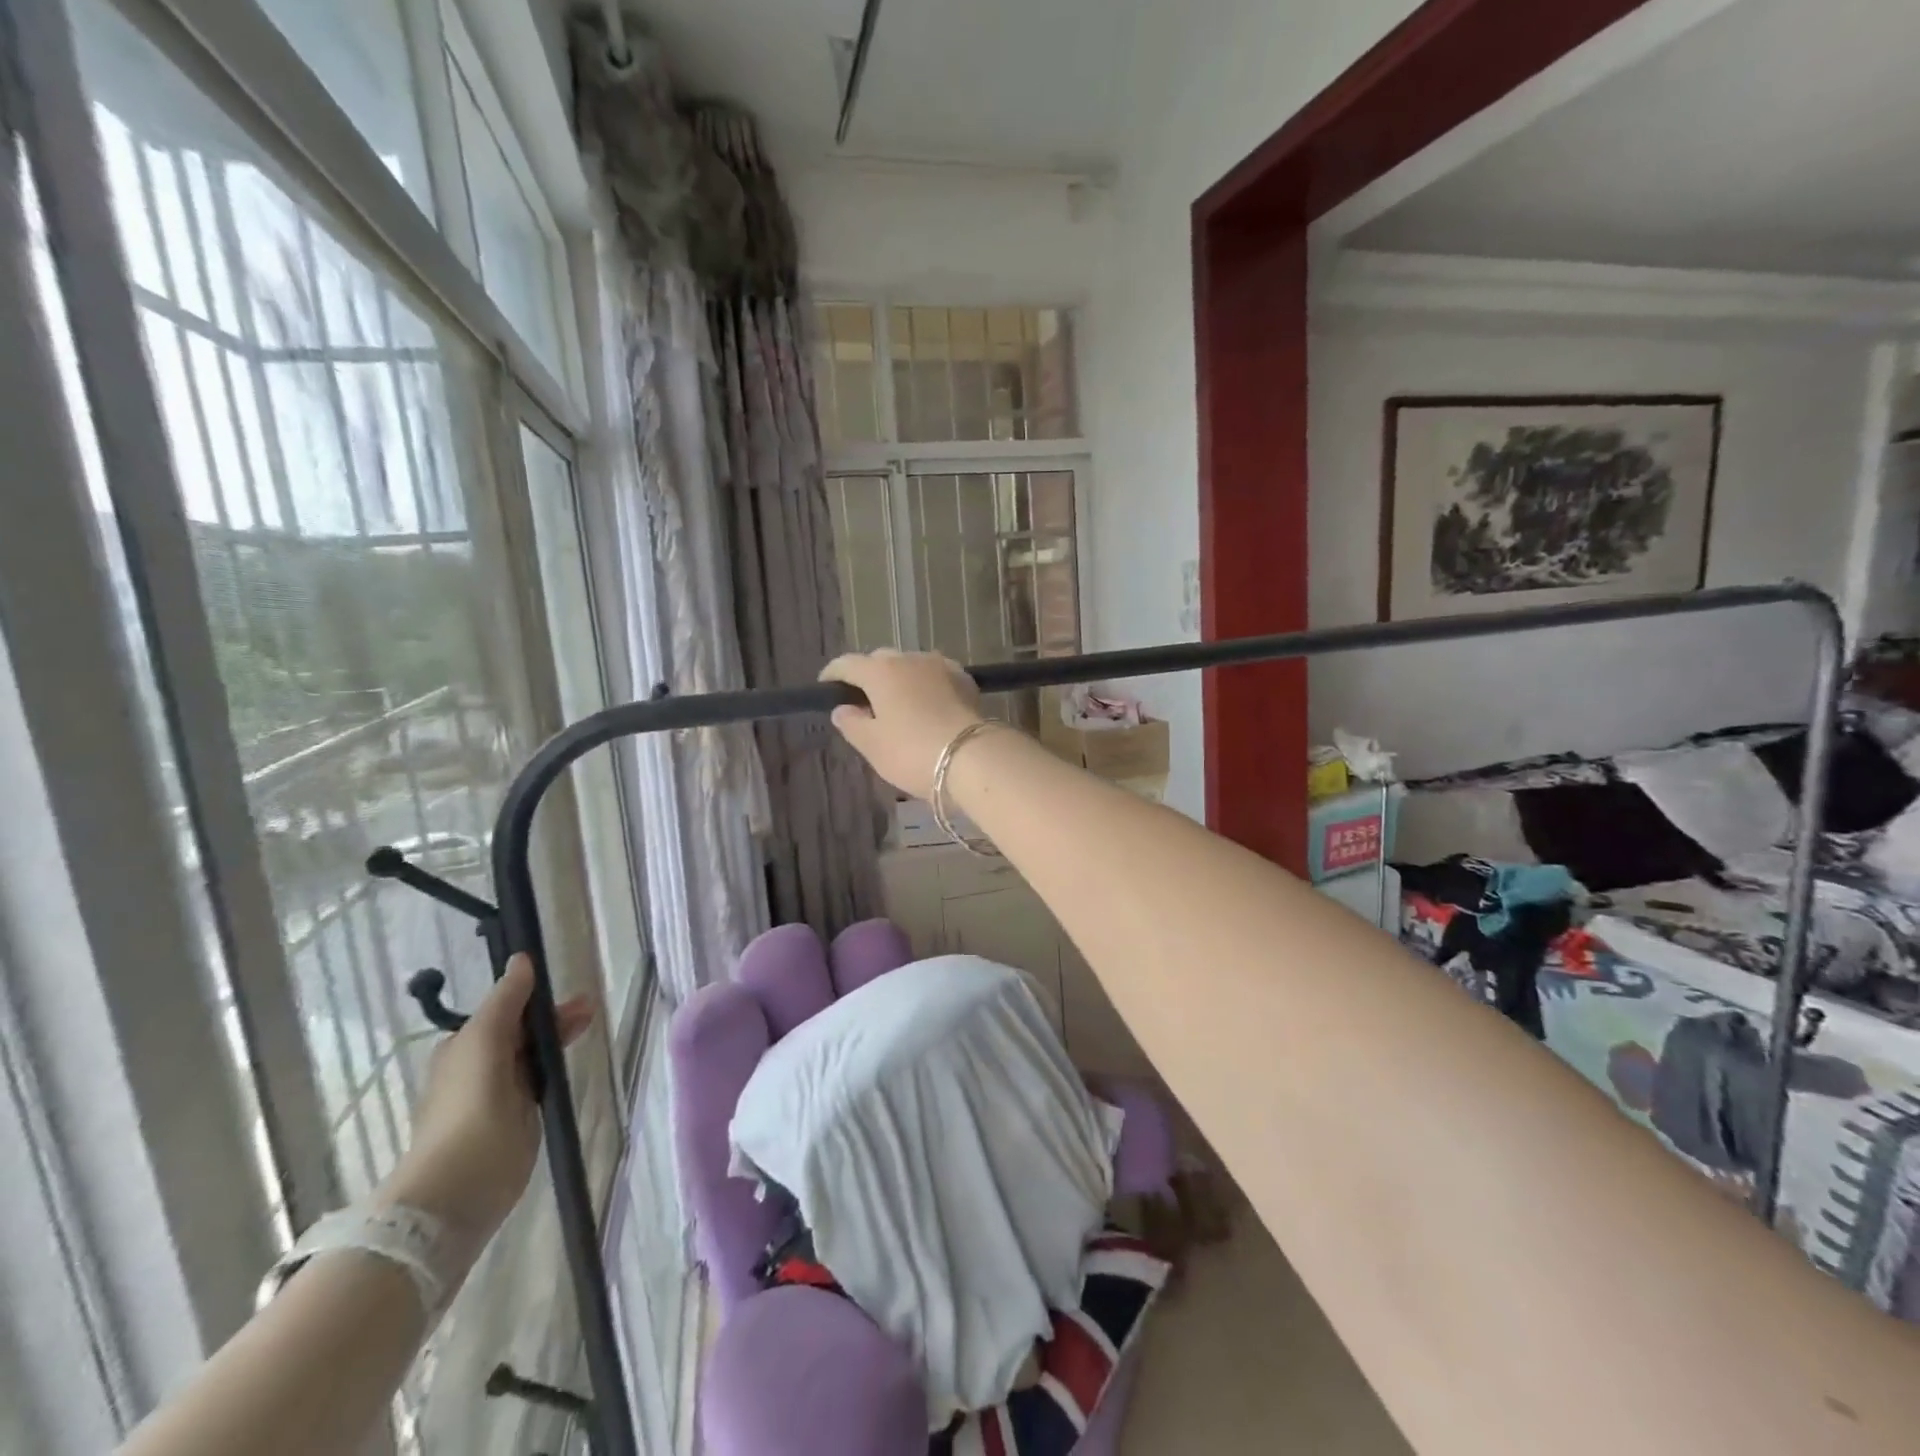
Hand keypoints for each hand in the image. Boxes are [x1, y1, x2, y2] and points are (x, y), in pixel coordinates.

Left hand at [377, 956, 593, 1241]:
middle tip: (590, 1011)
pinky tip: (571, 1067)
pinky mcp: (516, 1122)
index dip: (537, 999)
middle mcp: (478, 1068)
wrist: (460, 1186)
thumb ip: (506, 1000)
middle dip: (554, 1019)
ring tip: (590, 1027)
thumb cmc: (469, 1105)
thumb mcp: (485, 1040)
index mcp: (463, 1047)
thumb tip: (521, 959)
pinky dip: (555, 1070)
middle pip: (522, 1033)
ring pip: (533, 1057)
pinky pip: (538, 1084)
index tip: (571, 993)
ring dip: (558, 1040)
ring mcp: (498, 1097)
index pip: (506, 1011)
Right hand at [820, 649, 987, 798]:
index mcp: (880, 671)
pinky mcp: (965, 680)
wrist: (972, 757)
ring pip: (911, 665)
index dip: (833, 674)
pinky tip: (927, 702)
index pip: (847, 664)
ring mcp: (941, 666)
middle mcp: (909, 659)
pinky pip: (936, 675)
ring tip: (897, 702)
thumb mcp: (872, 745)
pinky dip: (925, 684)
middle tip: (864, 701)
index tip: (826, 686)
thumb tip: (843, 709)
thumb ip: (852, 724)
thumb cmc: (912, 752)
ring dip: (900, 678)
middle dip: (869, 675)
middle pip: (881, 660)